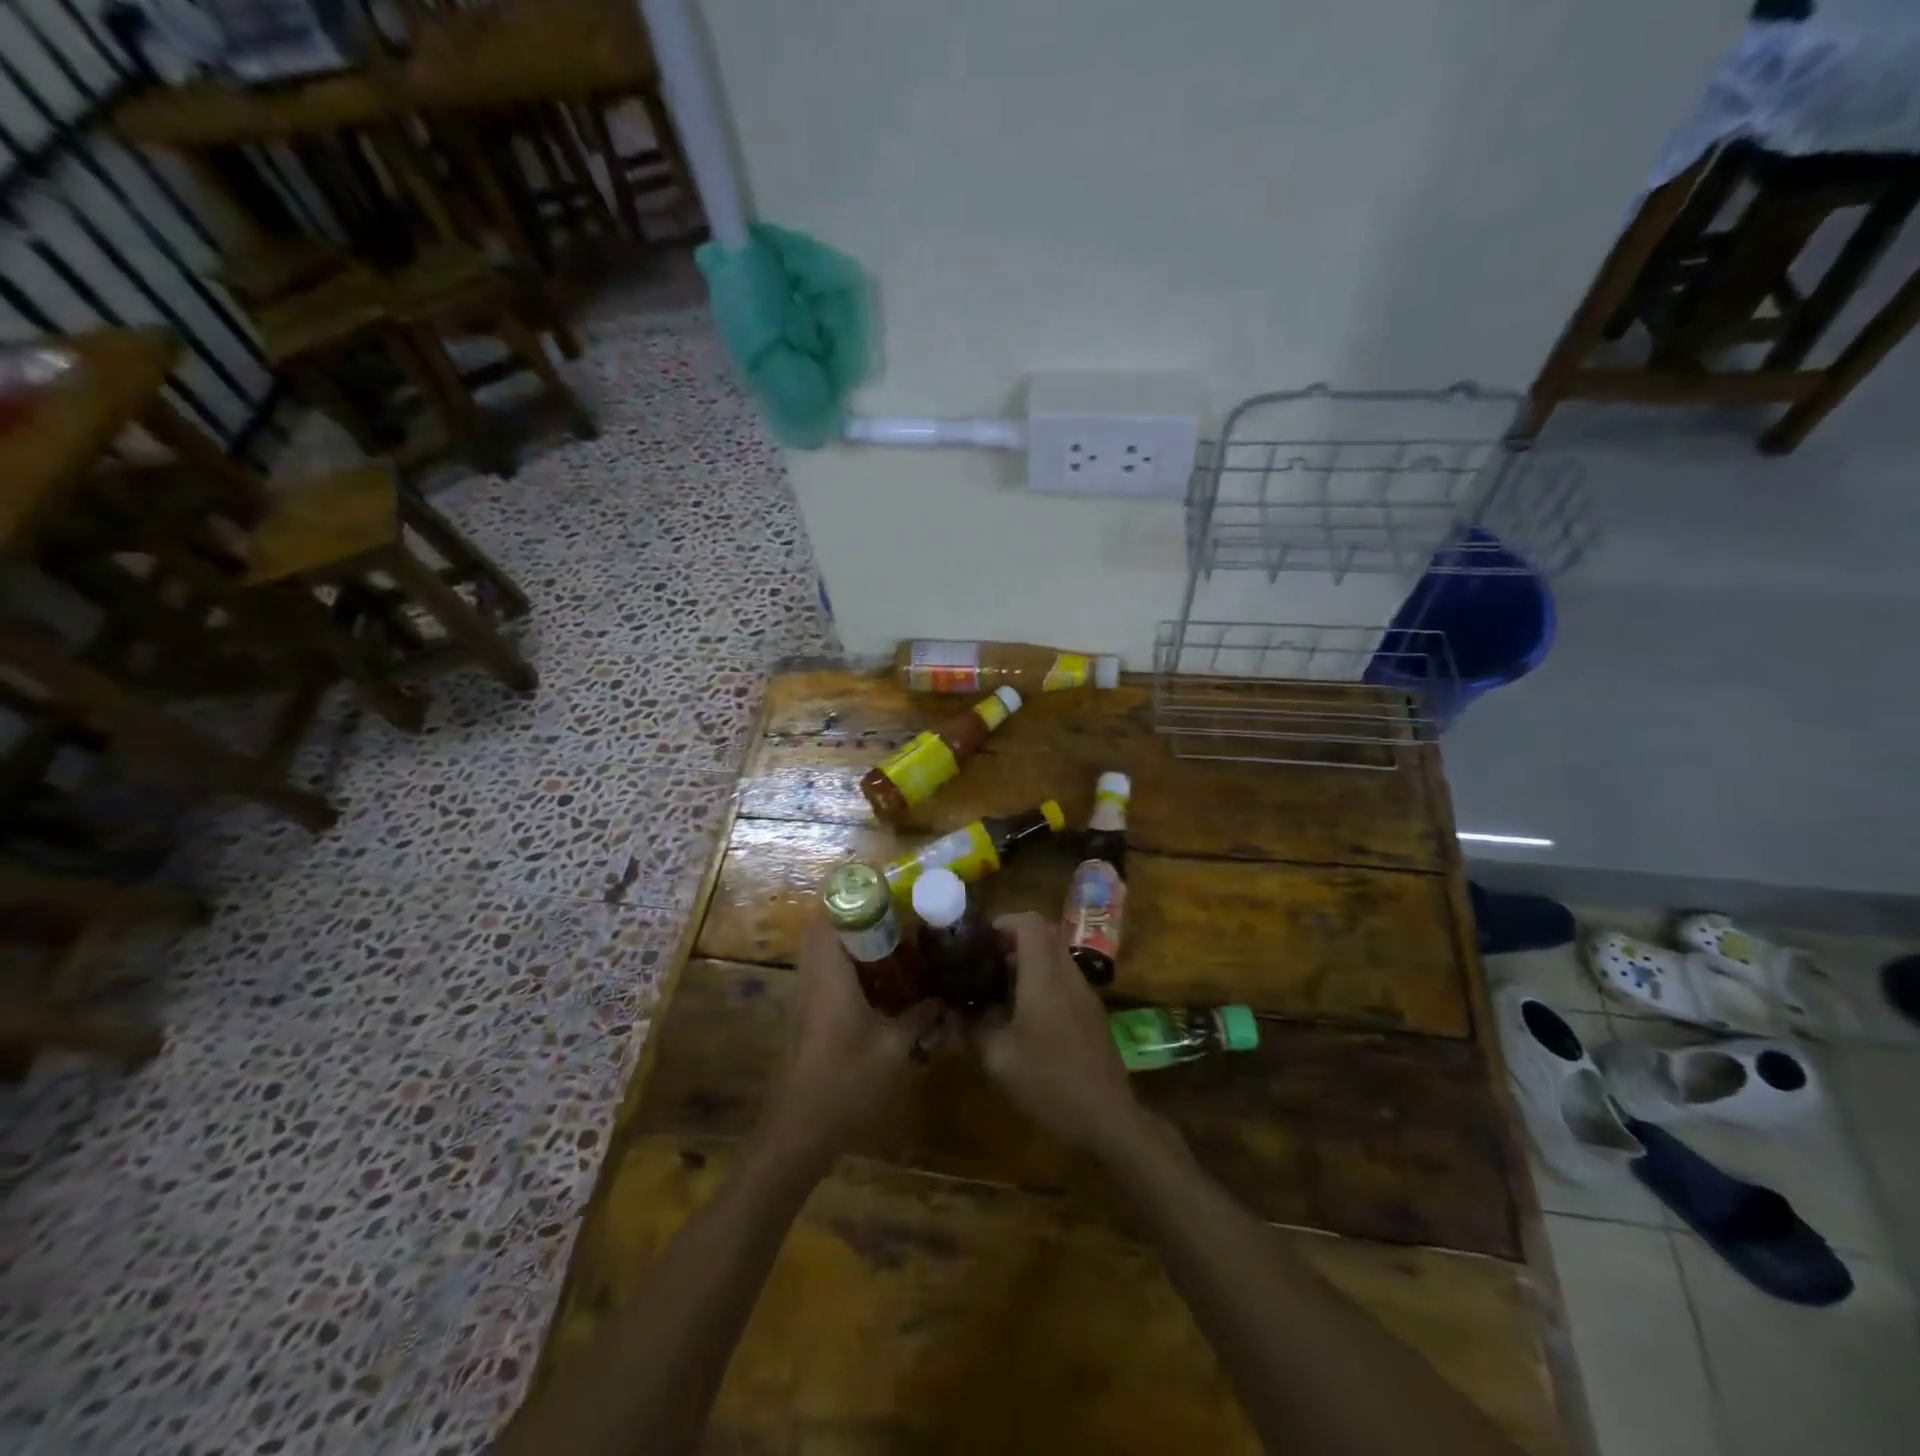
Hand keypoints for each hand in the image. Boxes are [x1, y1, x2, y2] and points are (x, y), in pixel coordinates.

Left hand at [757, 919, 942, 1168]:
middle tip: (896, 919)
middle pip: (825, 931)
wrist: (798, 1131)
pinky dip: (849, 968)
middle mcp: (813, 979)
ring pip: (824, 954)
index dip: (855, 900)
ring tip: (894, 946)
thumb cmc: (845, 1082)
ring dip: (853, 944)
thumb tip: (942, 1000)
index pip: (831, 919)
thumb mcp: (893, 1049)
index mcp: (830, 976)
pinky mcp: (807, 1017)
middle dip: (858, 919)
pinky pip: (825, 975)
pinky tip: (880, 985)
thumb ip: (919, 1018)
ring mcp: (806, 998)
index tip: (888, 894)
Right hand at [974, 913, 1146, 1159]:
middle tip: (985, 963)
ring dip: (1028, 962)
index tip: (979, 942)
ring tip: (999, 990)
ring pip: (1055, 957)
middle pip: (1043, 935)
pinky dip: (1042, 981)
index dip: (1002, 922)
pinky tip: (1024, 1016)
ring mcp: (1085, 993)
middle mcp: (1068, 975)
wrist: (1107, 1117)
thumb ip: (971, 1027)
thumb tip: (952, 1009)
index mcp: (1044, 976)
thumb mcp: (997, 1058)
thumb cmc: (1048, 1083)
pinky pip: (1064, 979)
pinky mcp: (1092, 1013)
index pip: (1029, 923)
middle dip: (1012, 941)